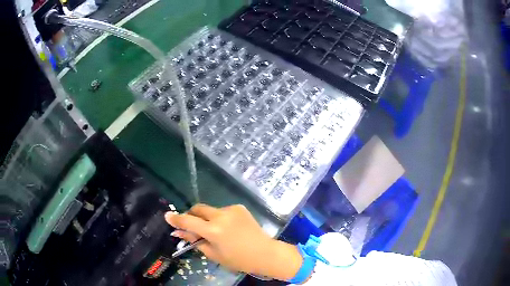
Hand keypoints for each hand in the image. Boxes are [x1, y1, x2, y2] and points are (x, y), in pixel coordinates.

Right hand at [165, 204, 301, 279]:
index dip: (176, 219)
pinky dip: (220, 218)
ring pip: (211, 210)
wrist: (265, 253)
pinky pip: (223, 211)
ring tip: (216, 231)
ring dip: (208, 218)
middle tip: (193, 226)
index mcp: (214, 230)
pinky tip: (229, 228)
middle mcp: (221, 216)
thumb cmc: (238, 259)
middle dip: (192, 215)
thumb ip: (195, 241)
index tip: (167, 216)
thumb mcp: (213, 254)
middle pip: (198, 208)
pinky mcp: (240, 207)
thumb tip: (179, 233)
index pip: (188, 221)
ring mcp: (232, 209)